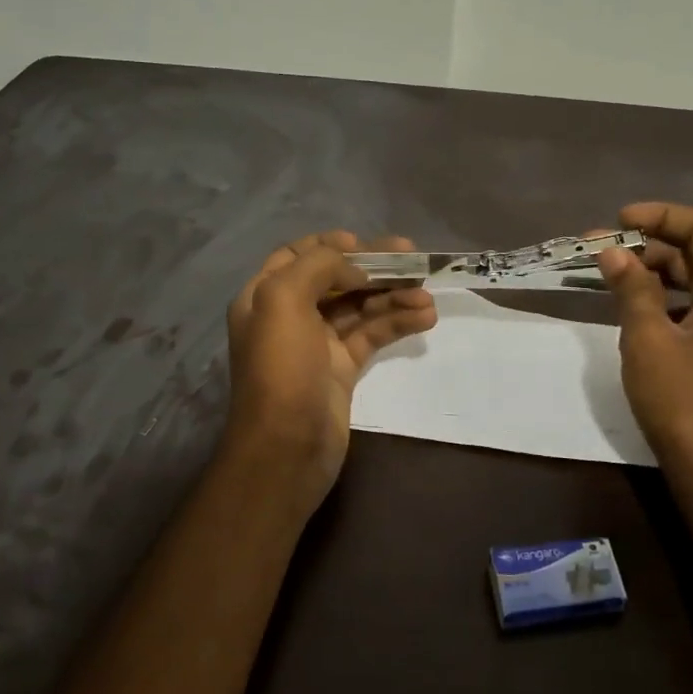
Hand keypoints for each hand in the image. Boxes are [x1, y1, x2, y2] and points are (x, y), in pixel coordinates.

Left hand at [223, 230, 437, 509]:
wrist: (287, 448)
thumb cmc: (282, 369)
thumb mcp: (284, 301)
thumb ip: (319, 267)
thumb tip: (356, 268)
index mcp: (265, 296)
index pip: (297, 256)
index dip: (331, 245)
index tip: (366, 244)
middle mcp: (290, 315)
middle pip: (336, 279)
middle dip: (374, 268)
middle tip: (413, 259)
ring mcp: (318, 343)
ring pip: (360, 307)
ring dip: (393, 297)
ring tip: (427, 295)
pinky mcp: (343, 368)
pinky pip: (373, 335)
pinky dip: (398, 322)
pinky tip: (425, 317)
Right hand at [597, 203, 692, 487]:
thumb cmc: (683, 400)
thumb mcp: (649, 339)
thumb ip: (632, 289)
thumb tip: (612, 251)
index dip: (662, 216)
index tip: (619, 220)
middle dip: (647, 243)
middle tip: (599, 249)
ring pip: (689, 278)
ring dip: (649, 269)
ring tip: (605, 272)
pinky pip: (686, 304)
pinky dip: (657, 295)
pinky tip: (626, 303)